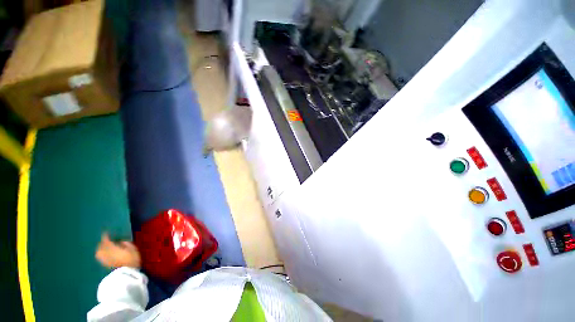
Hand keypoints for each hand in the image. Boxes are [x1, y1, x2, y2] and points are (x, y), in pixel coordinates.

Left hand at [95, 233, 140, 268]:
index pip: (106, 241)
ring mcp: (105, 260)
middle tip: (105, 240)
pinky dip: (102, 255)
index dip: (105, 236)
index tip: (105, 233)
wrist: (127, 273)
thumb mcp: (133, 249)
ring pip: (99, 253)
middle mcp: (106, 253)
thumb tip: (121, 241)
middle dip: (102, 243)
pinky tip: (105, 255)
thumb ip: (127, 244)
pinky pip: (101, 257)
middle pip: (101, 247)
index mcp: (113, 248)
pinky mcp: (106, 265)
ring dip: (100, 249)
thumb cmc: (132, 259)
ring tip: (103, 247)